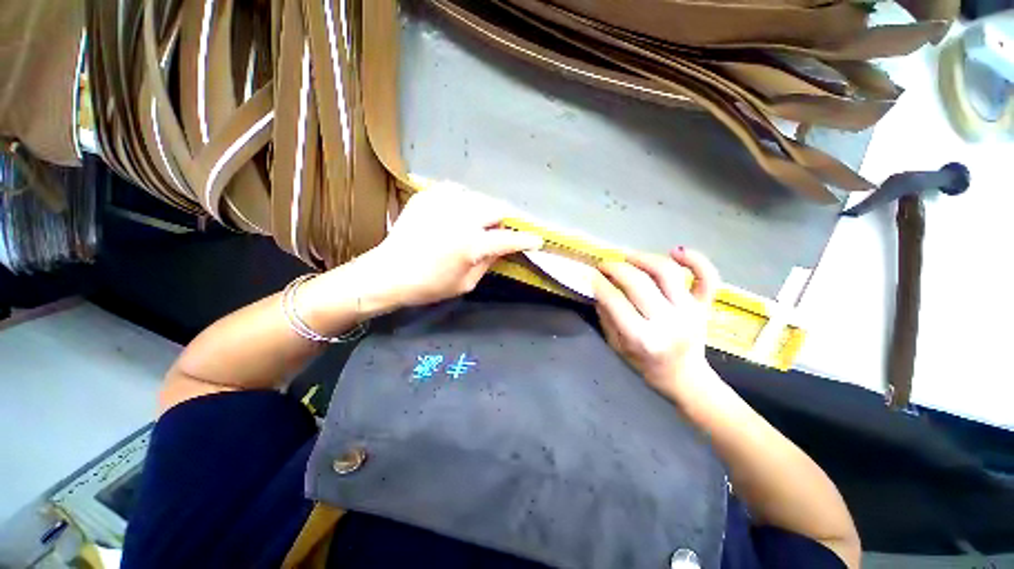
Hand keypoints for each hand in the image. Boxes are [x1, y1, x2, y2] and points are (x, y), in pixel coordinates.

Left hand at [355, 183, 542, 309]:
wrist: (388, 272)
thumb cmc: (429, 285)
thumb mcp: (465, 283)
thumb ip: (488, 263)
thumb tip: (502, 248)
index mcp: (471, 245)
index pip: (508, 239)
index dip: (525, 240)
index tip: (537, 240)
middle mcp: (461, 218)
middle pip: (497, 208)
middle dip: (505, 219)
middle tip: (501, 230)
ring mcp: (444, 203)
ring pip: (479, 196)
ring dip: (485, 209)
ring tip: (479, 220)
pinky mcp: (428, 195)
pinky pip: (457, 190)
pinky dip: (464, 200)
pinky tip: (459, 211)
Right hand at [593, 248, 720, 400]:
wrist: (685, 378)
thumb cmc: (645, 364)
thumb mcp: (616, 346)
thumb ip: (606, 316)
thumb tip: (599, 288)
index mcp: (642, 338)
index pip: (614, 300)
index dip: (599, 283)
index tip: (591, 274)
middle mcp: (667, 322)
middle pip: (638, 282)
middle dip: (615, 268)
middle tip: (605, 265)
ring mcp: (690, 311)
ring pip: (667, 272)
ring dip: (644, 258)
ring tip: (628, 256)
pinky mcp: (705, 306)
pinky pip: (707, 277)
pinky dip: (695, 259)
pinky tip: (675, 250)